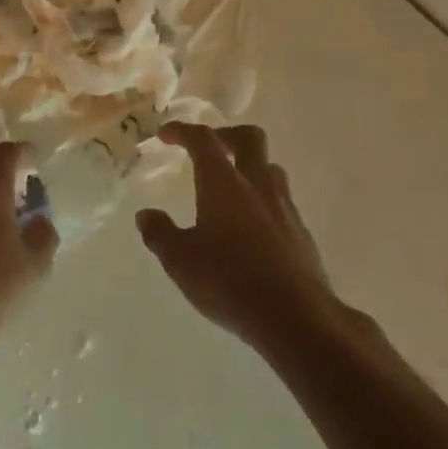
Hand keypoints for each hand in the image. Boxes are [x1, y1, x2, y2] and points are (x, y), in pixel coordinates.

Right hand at [136, 123, 338, 348]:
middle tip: (209, 147)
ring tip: (232, 187)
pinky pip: (281, 202)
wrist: (295, 317)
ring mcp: (285, 208)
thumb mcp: (180, 261)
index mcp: (224, 183)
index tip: (166, 134)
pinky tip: (251, 228)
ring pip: (270, 169)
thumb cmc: (229, 281)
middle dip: (226, 135)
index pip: (203, 140)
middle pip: (250, 139)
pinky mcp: (301, 233)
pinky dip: (263, 202)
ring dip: (250, 167)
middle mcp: (257, 185)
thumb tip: (146, 215)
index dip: (183, 131)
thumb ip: (160, 233)